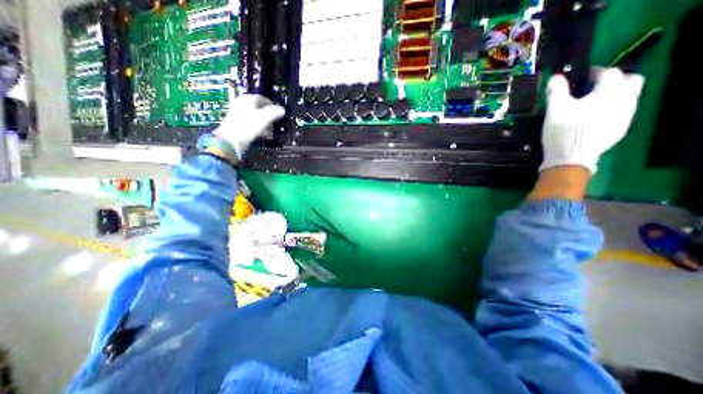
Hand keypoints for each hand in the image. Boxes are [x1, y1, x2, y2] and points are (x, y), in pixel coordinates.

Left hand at [213, 94, 283, 158]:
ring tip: (273, 130)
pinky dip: (260, 128)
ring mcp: (239, 115)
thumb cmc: (247, 127)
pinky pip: (252, 124)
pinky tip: (265, 134)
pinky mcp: (238, 125)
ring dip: (266, 123)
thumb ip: (274, 113)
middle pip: (259, 108)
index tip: (279, 111)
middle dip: (269, 115)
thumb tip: (282, 110)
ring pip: (256, 117)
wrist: (231, 141)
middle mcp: (241, 105)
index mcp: (247, 100)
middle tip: (277, 121)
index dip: (272, 105)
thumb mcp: (264, 118)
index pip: (262, 98)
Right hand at [539, 68, 643, 173]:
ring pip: (628, 97)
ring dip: (612, 96)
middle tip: (591, 90)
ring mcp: (625, 116)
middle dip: (613, 81)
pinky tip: (593, 120)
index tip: (579, 79)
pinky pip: (621, 112)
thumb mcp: (555, 110)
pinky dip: (610, 110)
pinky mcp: (620, 129)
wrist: (571, 158)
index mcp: (609, 92)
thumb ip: (556, 91)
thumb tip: (556, 76)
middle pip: (630, 80)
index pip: (608, 72)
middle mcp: (625, 100)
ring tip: (590, 106)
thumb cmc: (563, 131)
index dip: (593, 72)